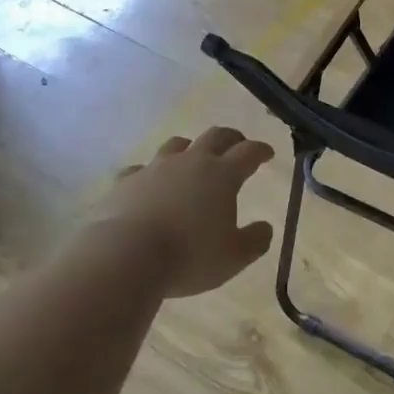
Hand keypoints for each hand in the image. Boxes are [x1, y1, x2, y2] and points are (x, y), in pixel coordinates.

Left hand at [95, 127, 276, 298]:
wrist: (125, 255)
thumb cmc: (189, 255)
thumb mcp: (234, 257)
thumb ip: (255, 241)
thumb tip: (266, 228)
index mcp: (222, 175)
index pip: (249, 152)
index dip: (260, 150)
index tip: (267, 153)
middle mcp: (191, 162)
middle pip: (215, 136)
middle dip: (231, 138)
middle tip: (237, 145)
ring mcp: (156, 168)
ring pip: (177, 145)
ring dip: (190, 148)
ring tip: (192, 158)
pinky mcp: (126, 181)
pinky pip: (140, 169)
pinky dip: (149, 174)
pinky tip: (148, 185)